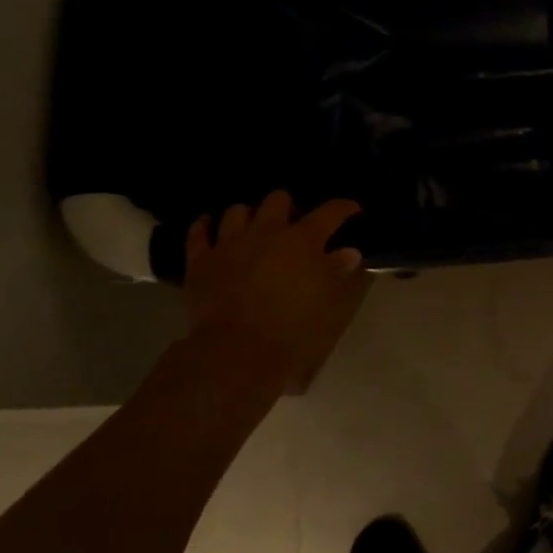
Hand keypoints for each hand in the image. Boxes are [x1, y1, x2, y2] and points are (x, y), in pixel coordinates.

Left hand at [182, 192, 371, 395]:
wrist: (237, 352)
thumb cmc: (294, 328)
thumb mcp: (331, 303)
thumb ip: (339, 272)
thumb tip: (349, 253)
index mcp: (304, 240)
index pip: (330, 212)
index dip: (345, 208)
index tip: (353, 211)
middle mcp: (267, 231)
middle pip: (278, 200)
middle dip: (289, 207)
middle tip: (295, 225)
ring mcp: (230, 243)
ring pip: (238, 211)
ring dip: (250, 215)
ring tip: (255, 228)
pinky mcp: (201, 261)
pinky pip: (199, 232)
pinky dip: (205, 225)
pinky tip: (210, 225)